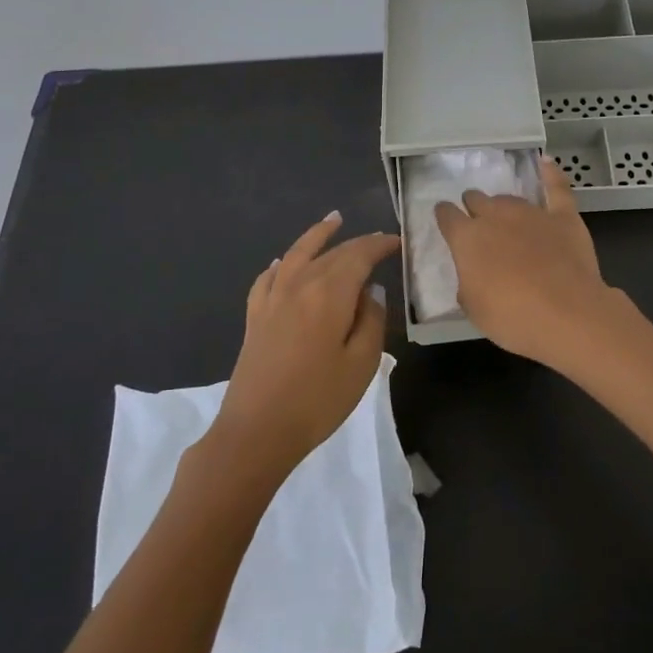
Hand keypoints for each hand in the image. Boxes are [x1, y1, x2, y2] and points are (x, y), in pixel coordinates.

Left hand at [211, 213, 399, 479]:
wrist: (256, 431)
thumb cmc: (318, 400)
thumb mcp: (361, 363)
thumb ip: (371, 320)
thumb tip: (370, 290)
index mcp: (329, 293)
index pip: (358, 256)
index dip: (379, 245)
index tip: (397, 241)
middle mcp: (299, 284)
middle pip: (331, 253)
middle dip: (357, 243)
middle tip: (377, 239)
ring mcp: (273, 299)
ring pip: (297, 254)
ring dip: (317, 235)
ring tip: (333, 220)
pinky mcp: (255, 317)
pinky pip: (269, 277)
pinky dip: (281, 264)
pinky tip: (284, 262)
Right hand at [433, 157, 617, 365]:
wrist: (567, 313)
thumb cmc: (512, 317)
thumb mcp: (474, 308)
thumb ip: (468, 283)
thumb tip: (472, 275)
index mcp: (467, 238)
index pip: (447, 216)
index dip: (445, 216)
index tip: (445, 219)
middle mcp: (495, 216)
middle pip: (477, 200)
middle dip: (473, 207)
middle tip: (478, 223)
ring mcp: (531, 213)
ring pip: (509, 199)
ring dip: (502, 205)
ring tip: (504, 215)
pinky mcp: (562, 216)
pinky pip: (556, 188)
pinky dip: (550, 174)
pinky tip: (545, 161)